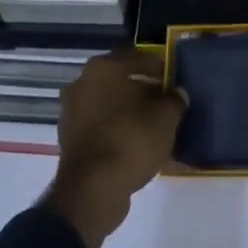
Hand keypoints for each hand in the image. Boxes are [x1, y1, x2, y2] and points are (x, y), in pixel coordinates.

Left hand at [44, 48, 186, 247]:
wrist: (93, 190)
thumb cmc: (131, 140)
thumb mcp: (166, 117)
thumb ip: (175, 100)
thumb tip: (177, 94)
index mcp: (104, 67)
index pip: (139, 57)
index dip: (160, 68)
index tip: (175, 81)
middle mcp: (83, 82)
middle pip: (121, 80)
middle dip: (144, 90)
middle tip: (166, 103)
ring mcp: (72, 111)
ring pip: (110, 104)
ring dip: (130, 111)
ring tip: (154, 125)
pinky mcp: (70, 138)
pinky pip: (101, 126)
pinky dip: (117, 130)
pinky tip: (137, 143)